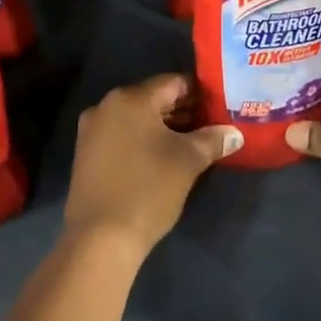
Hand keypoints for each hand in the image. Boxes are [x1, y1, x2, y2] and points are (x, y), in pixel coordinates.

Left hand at [65, 74, 241, 260]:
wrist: (101, 238)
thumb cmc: (148, 189)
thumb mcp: (188, 161)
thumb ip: (213, 140)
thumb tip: (234, 133)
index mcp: (130, 98)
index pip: (173, 83)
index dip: (199, 93)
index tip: (220, 107)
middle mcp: (106, 106)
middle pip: (153, 99)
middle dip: (183, 111)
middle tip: (211, 126)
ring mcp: (91, 131)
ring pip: (136, 119)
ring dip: (163, 127)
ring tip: (192, 143)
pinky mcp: (86, 154)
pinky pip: (121, 136)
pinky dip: (143, 140)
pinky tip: (162, 158)